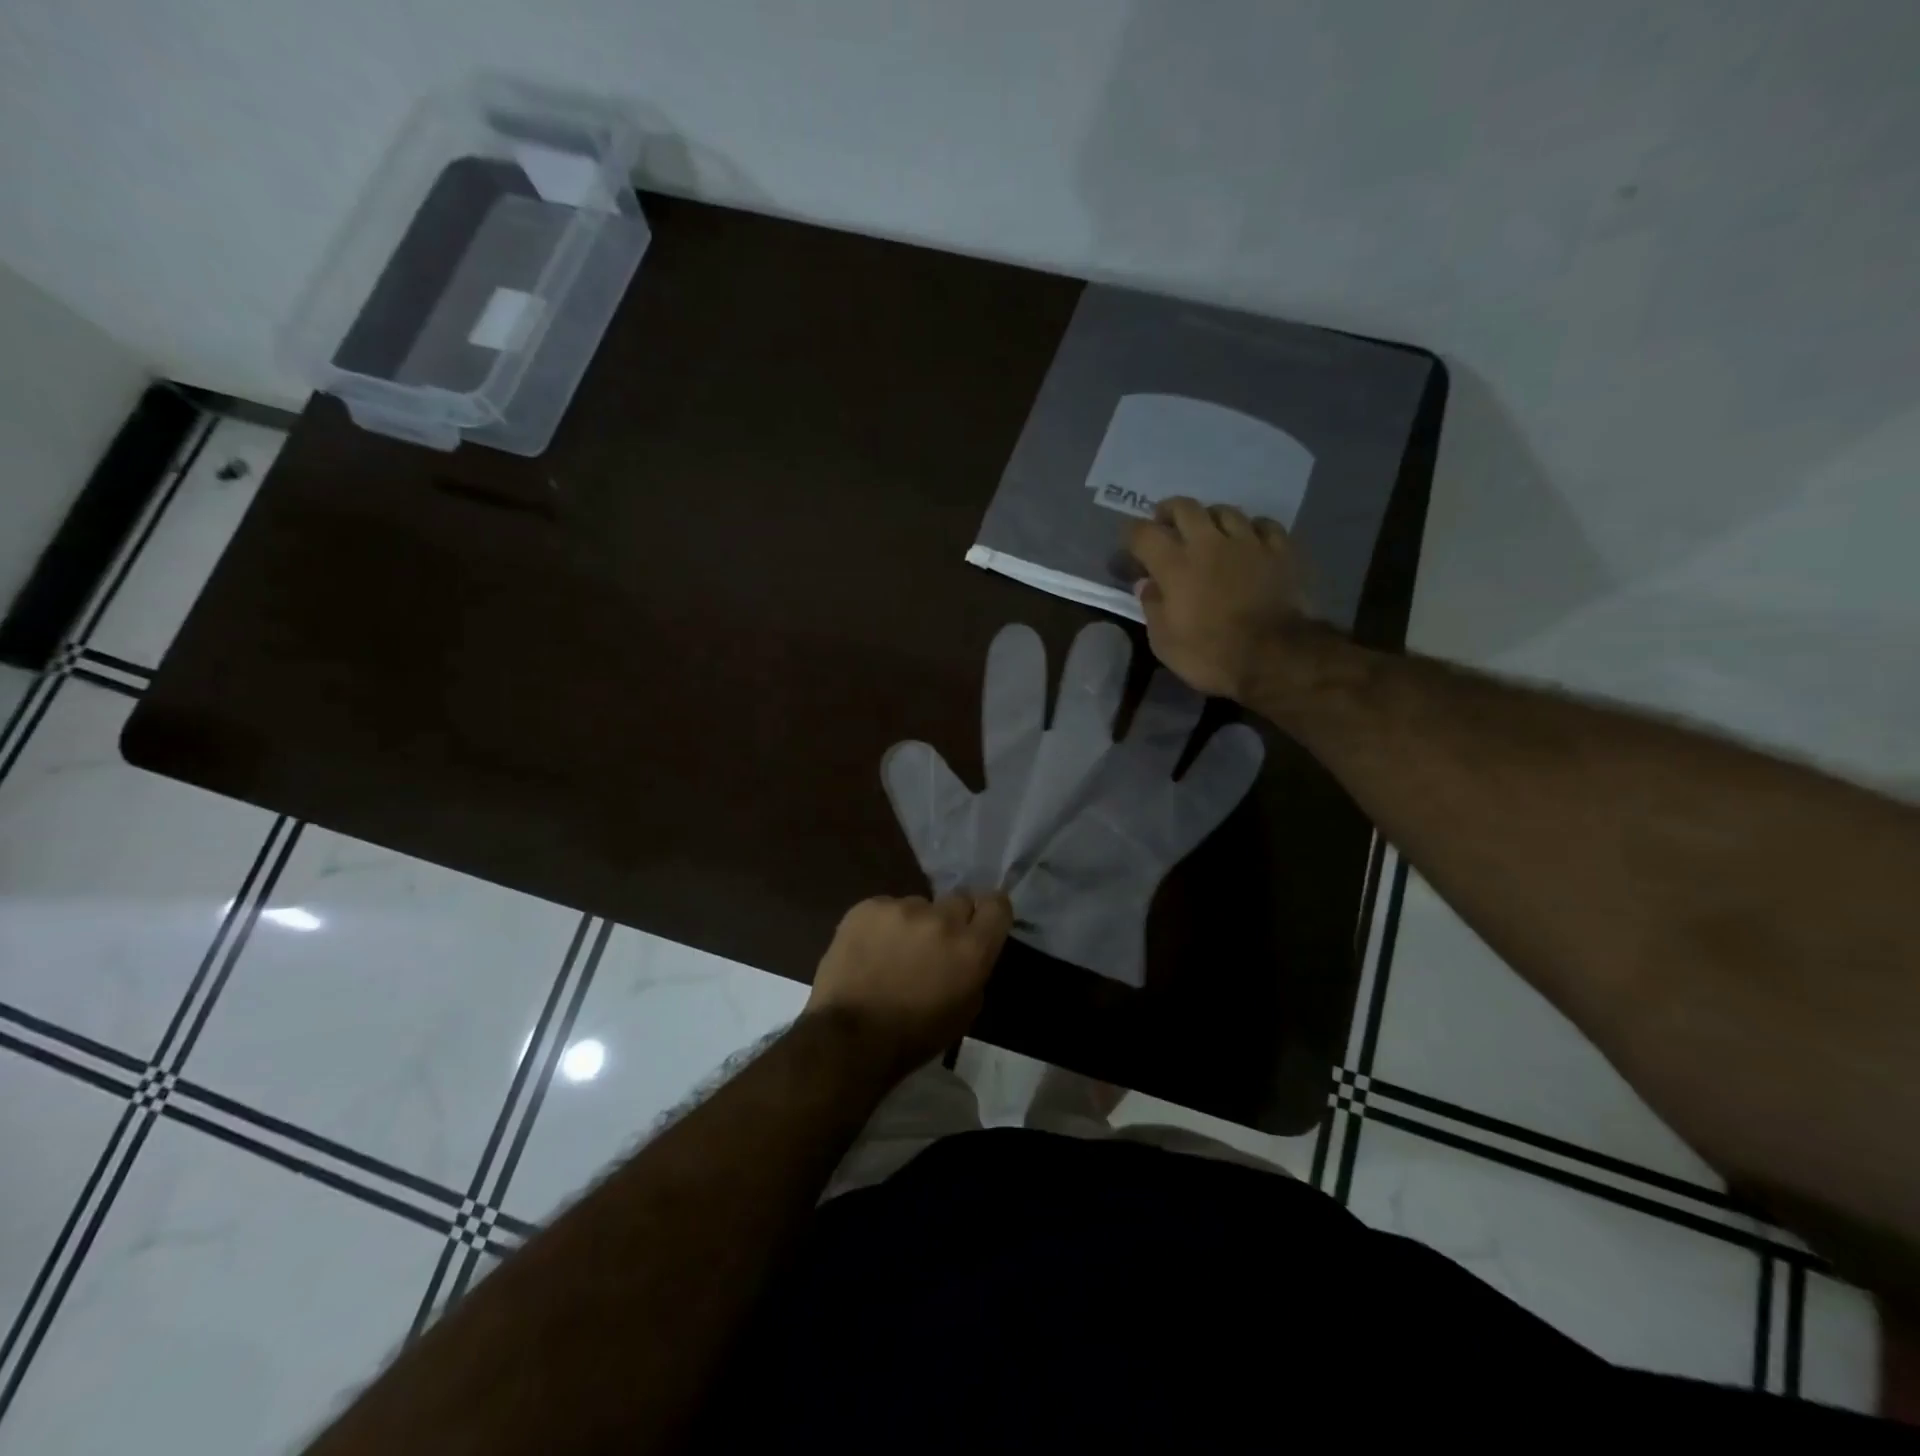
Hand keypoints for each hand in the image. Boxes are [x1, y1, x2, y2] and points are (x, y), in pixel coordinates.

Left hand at [806, 892, 1012, 1074]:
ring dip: (913, 923)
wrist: (849, 1037)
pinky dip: (881, 925)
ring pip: (918, 905)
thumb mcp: (964, 1011)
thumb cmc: (914, 1036)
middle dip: (951, 918)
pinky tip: (868, 950)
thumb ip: (974, 969)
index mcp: (971, 948)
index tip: (979, 923)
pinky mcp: (868, 906)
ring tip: (892, 952)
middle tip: (934, 943)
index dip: (989, 912)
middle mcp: (942, 919)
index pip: (997, 905)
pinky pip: (884, 908)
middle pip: (958, 899)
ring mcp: (902, 908)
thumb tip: (967, 949)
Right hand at [1127, 496, 1309, 700]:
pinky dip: (1251, 528)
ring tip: (1208, 532)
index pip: (1143, 533)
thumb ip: (1153, 607)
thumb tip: (1147, 584)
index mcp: (1174, 564)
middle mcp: (1208, 543)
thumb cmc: (1210, 654)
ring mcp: (1248, 542)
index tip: (1129, 546)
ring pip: (1225, 511)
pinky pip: (1264, 525)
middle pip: (1185, 507)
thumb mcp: (1164, 642)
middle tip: (1165, 524)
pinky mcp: (1281, 551)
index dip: (1131, 536)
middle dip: (1169, 511)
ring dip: (1210, 517)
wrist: (1275, 658)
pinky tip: (1249, 539)